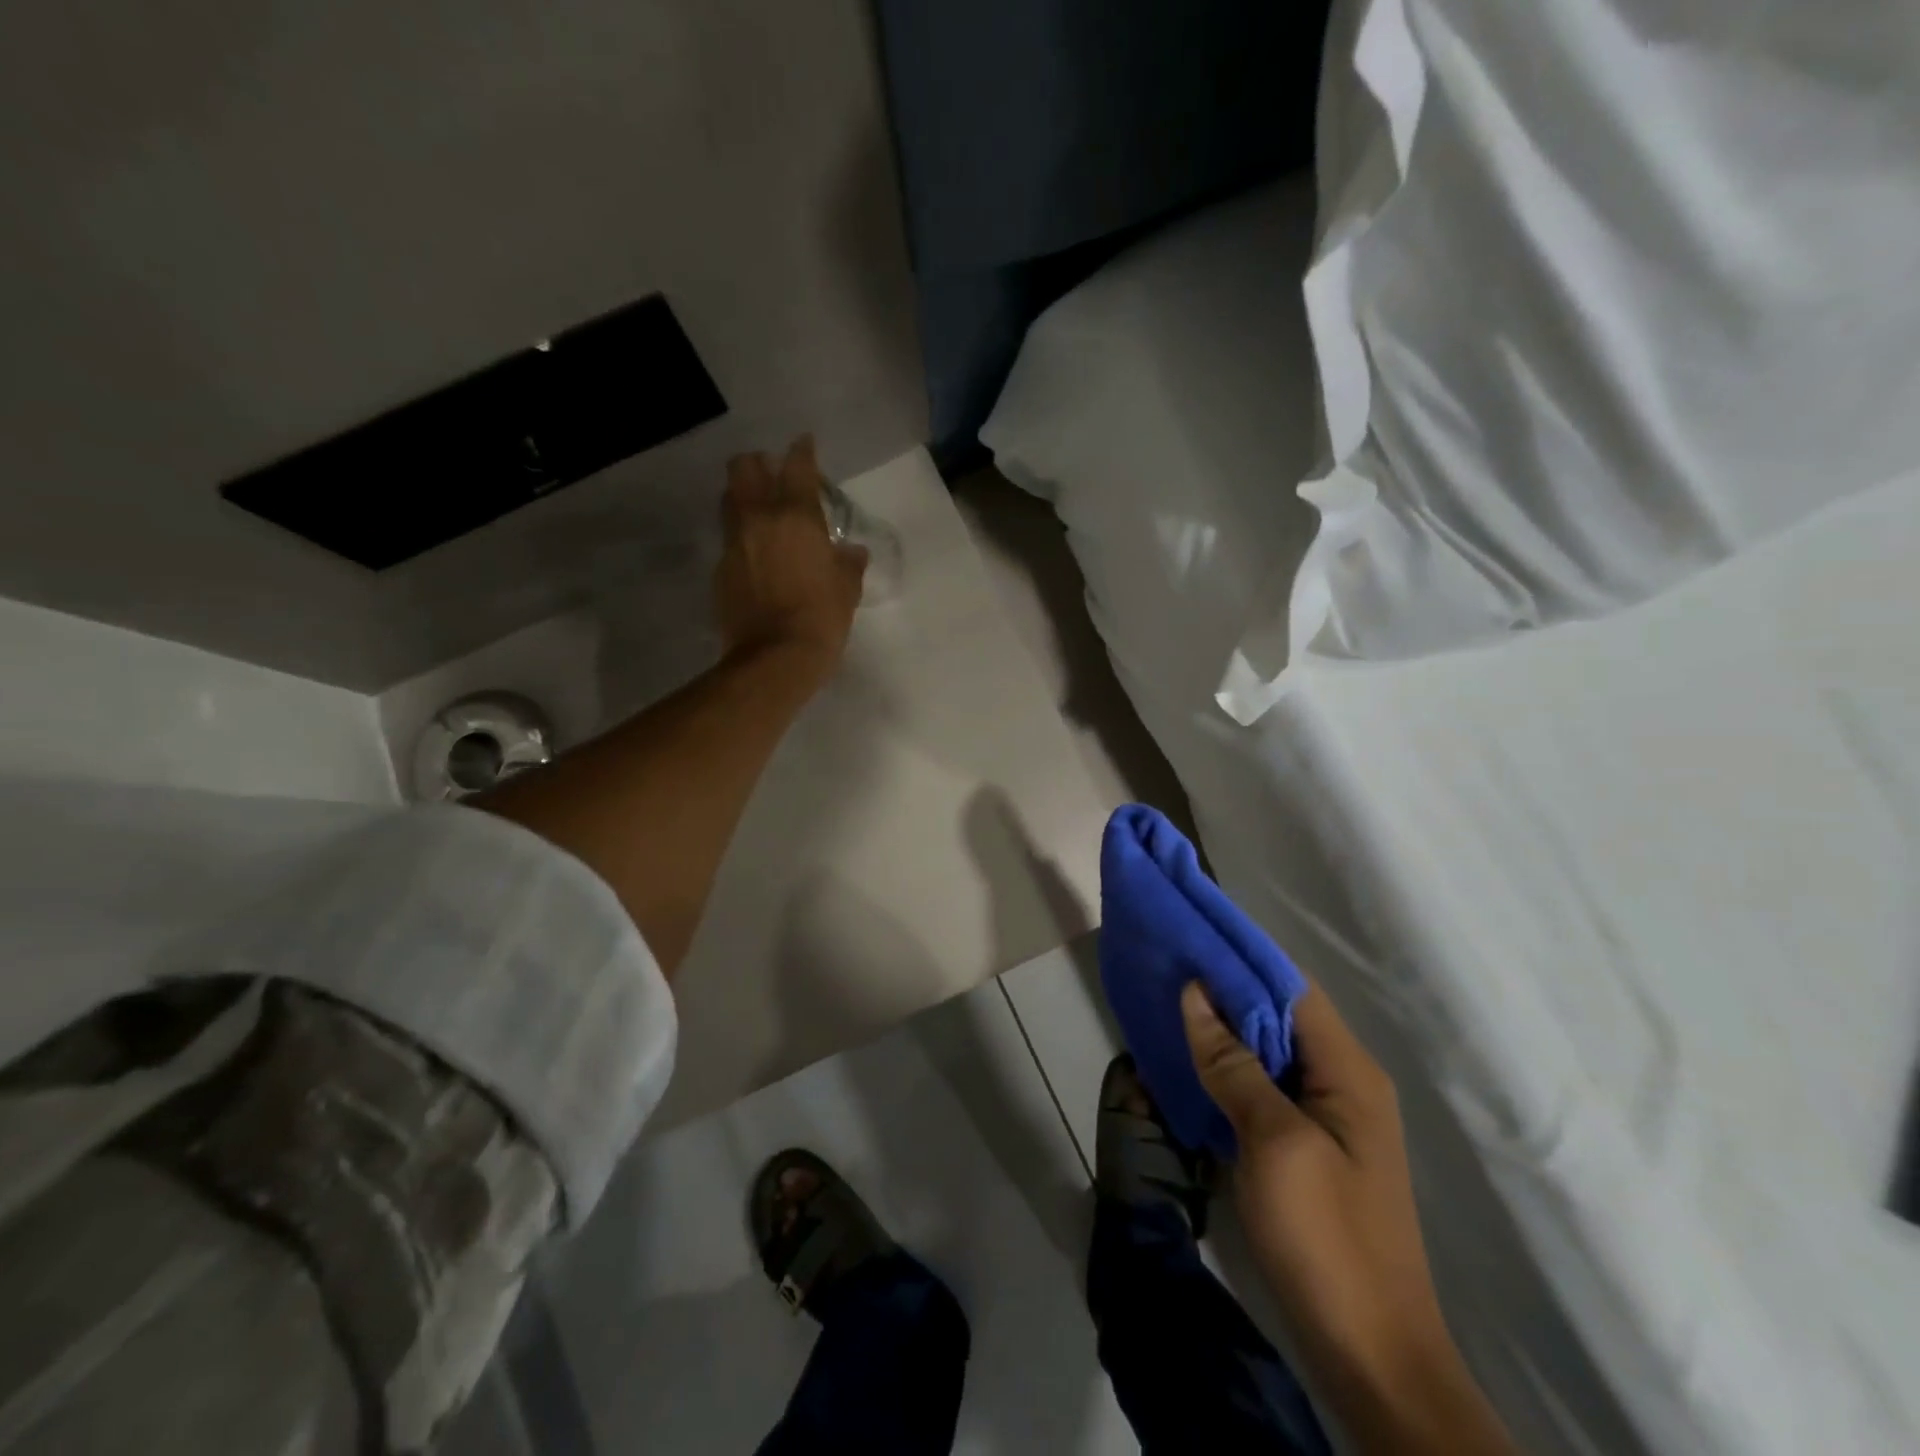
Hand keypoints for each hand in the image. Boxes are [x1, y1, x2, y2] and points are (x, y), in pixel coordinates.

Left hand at [716, 436, 866, 677]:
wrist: (774, 658)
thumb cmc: (821, 618)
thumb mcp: (846, 589)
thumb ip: (848, 563)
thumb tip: (851, 551)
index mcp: (795, 516)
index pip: (797, 466)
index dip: (802, 450)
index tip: (805, 443)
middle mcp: (758, 518)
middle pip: (744, 468)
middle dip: (757, 463)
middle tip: (772, 473)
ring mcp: (733, 542)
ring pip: (729, 500)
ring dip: (743, 496)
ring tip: (760, 510)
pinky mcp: (720, 569)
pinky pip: (729, 538)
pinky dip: (741, 536)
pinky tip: (755, 553)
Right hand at [1182, 981, 1513, 1453]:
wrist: (1370, 1354)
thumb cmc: (1326, 1238)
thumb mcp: (1274, 1142)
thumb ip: (1234, 1065)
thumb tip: (1195, 994)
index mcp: (1348, 1072)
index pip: (1291, 989)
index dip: (1242, 957)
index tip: (1191, 934)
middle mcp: (1342, 1083)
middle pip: (1279, 1016)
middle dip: (1225, 989)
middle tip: (1168, 964)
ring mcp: (1326, 1118)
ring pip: (1268, 1051)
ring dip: (1223, 1027)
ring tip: (1168, 1001)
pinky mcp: (1306, 1147)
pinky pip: (1263, 1087)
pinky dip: (1228, 1067)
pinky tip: (1190, 1060)